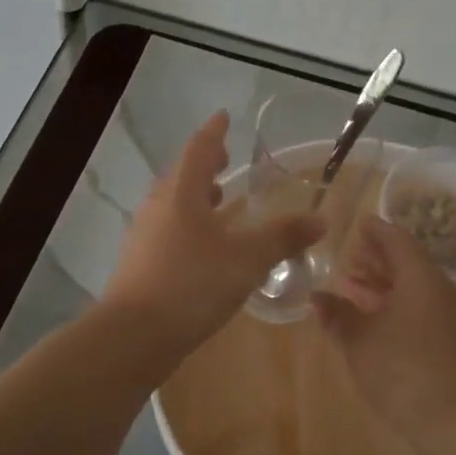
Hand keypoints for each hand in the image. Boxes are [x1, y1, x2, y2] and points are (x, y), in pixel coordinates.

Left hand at [102, 112, 325, 353]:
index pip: (198, 149)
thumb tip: (321, 220)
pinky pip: (169, 231)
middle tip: (226, 159)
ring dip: (196, 196)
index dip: (214, 133)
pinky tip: (206, 247)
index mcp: (180, 194)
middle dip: (204, 164)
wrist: (134, 337)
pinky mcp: (141, 264)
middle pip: (182, 175)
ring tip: (219, 199)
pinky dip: (190, 226)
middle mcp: (158, 207)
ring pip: (173, 205)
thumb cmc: (191, 285)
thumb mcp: (246, 260)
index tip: (225, 117)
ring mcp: (145, 236)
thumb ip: (283, 237)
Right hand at [312, 216, 455, 441]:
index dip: (374, 230)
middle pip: (406, 261)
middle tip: (347, 258)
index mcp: (419, 276)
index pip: (396, 239)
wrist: (452, 419)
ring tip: (351, 286)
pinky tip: (372, 318)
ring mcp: (446, 315)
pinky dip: (394, 303)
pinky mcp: (447, 339)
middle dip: (376, 257)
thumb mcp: (359, 339)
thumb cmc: (400, 368)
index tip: (355, 224)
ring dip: (383, 283)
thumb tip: (317, 297)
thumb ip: (337, 314)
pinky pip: (418, 307)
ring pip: (412, 286)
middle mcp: (437, 288)